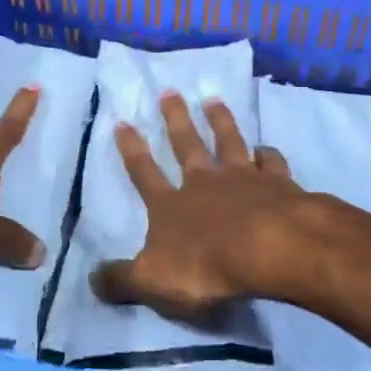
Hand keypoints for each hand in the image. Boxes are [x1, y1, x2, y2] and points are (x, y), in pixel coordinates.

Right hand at [92, 93, 318, 321]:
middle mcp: (205, 183)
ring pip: (229, 142)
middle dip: (176, 119)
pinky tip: (267, 148)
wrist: (270, 249)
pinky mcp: (279, 185)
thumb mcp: (153, 281)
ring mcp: (244, 179)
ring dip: (220, 121)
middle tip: (170, 90)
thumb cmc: (206, 266)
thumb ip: (122, 280)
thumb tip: (91, 278)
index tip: (123, 121)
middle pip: (188, 145)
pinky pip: (272, 163)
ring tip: (213, 99)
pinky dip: (269, 153)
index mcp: (171, 206)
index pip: (144, 173)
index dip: (132, 150)